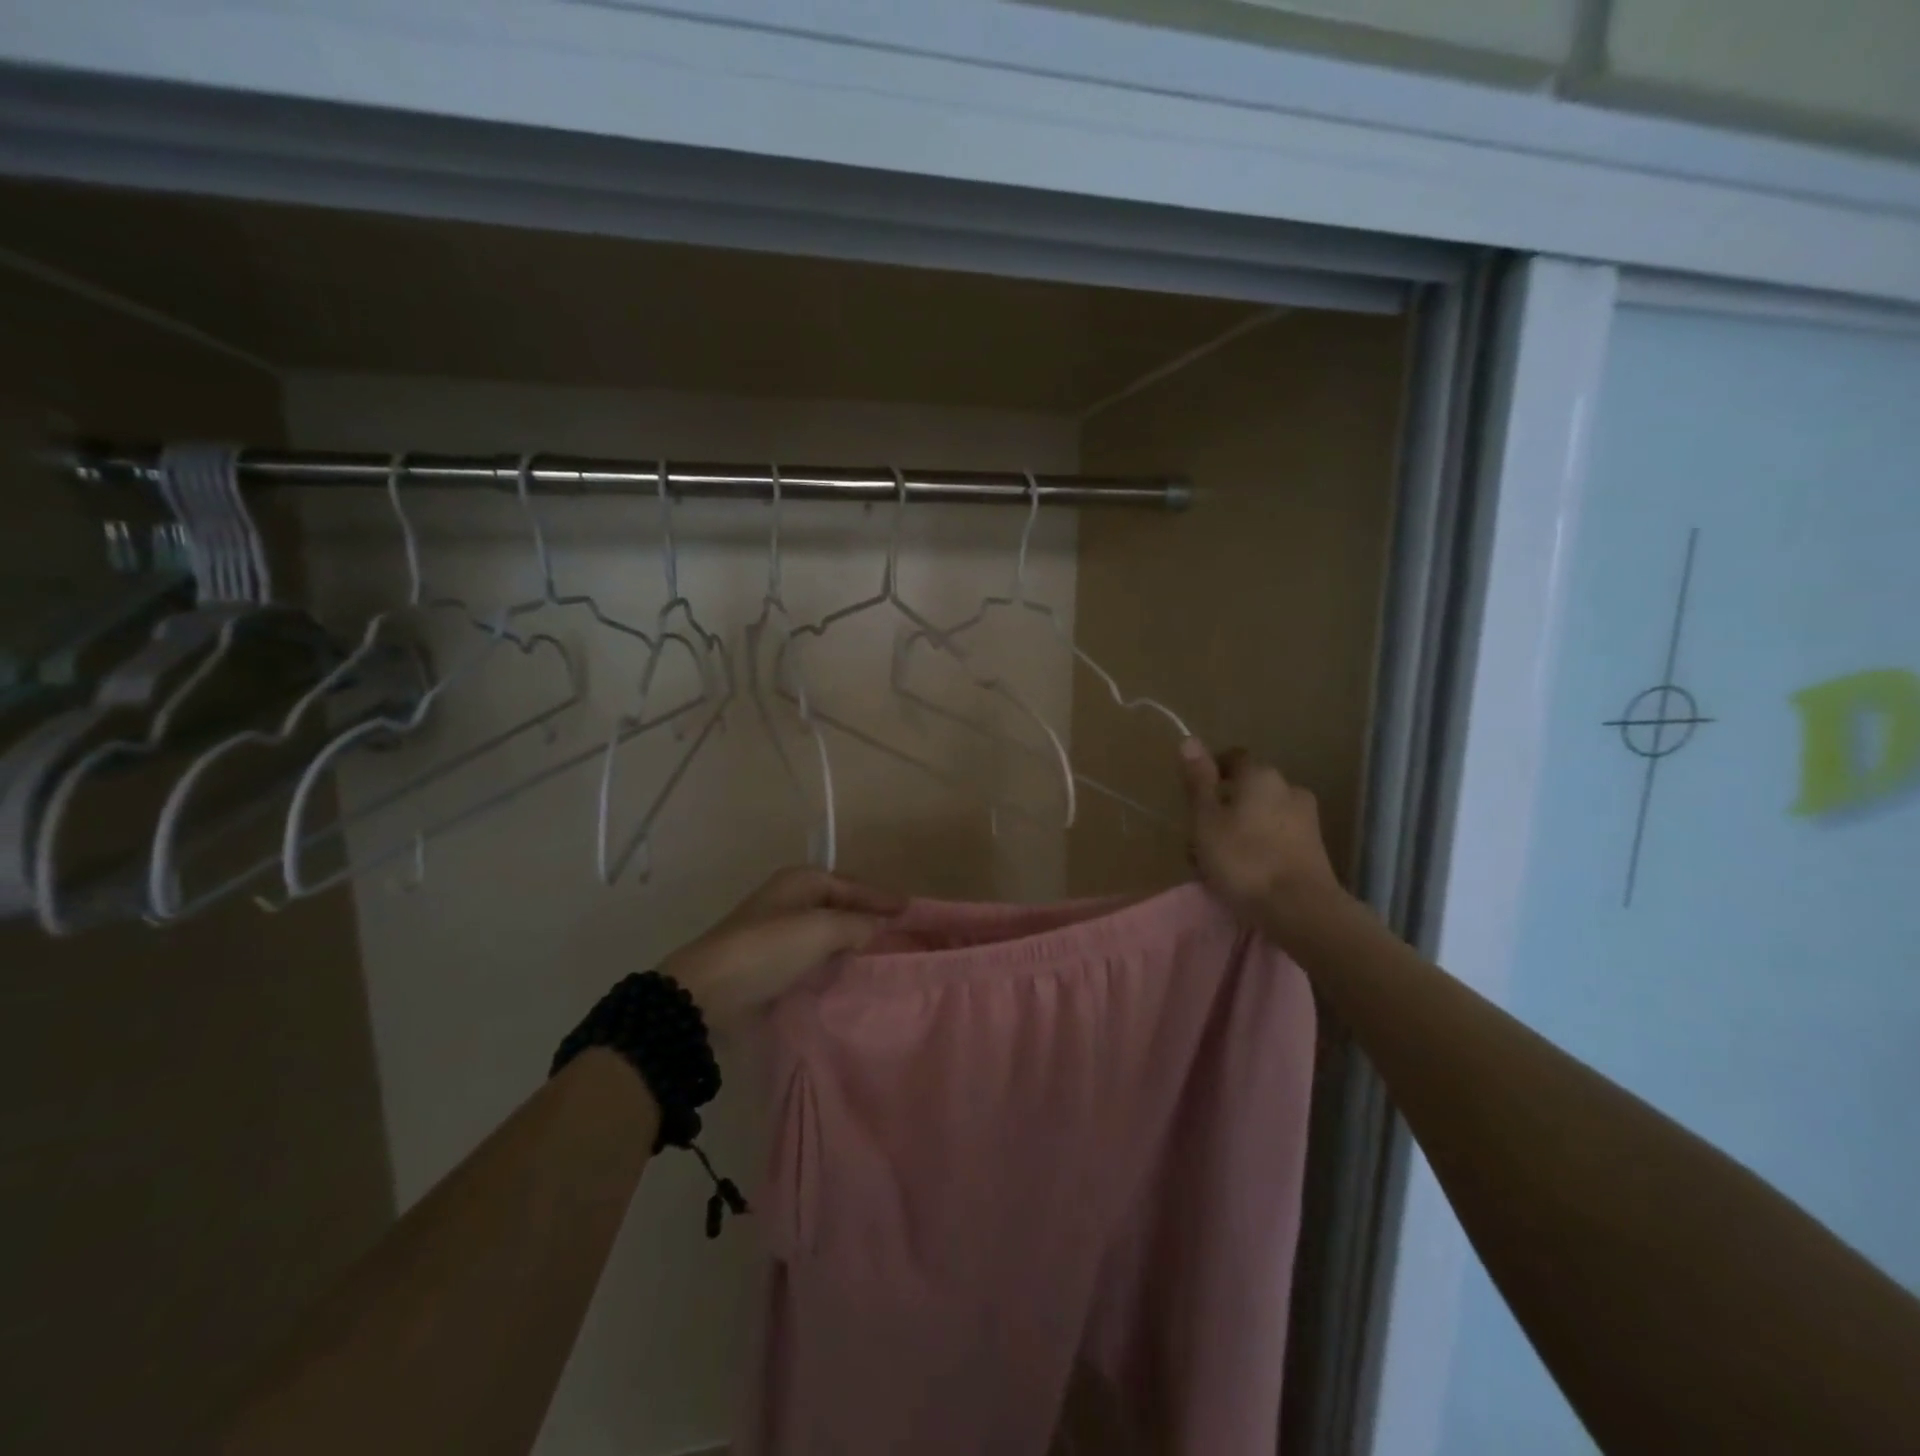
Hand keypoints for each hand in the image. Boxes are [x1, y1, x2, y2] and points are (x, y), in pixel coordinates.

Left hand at [663, 867, 903, 1028]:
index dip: (882, 898)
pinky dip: (833, 961)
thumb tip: (877, 927)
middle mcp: (790, 900)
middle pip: (840, 905)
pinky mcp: (771, 963)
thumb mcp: (821, 929)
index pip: (853, 885)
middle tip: (902, 934)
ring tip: (883, 955)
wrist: (708, 993)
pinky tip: (849, 973)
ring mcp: (778, 932)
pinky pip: (813, 956)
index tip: (912, 910)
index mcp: (801, 881)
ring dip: (851, 941)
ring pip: (827, 932)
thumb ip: (857, 924)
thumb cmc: (769, 949)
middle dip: (869, 917)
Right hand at [1180, 739, 1349, 946]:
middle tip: (1198, 837)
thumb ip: (1198, 781)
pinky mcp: (1314, 849)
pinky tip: (1244, 873)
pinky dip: (1258, 847)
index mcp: (1261, 776)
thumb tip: (1189, 740)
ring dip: (1239, 830)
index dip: (1211, 771)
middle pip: (1247, 790)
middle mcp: (1289, 788)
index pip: (1233, 758)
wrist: (1301, 909)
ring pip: (1262, 815)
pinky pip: (1277, 837)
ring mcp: (1306, 820)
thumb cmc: (1244, 859)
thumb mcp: (1206, 820)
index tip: (1193, 795)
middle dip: (1223, 807)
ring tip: (1217, 862)